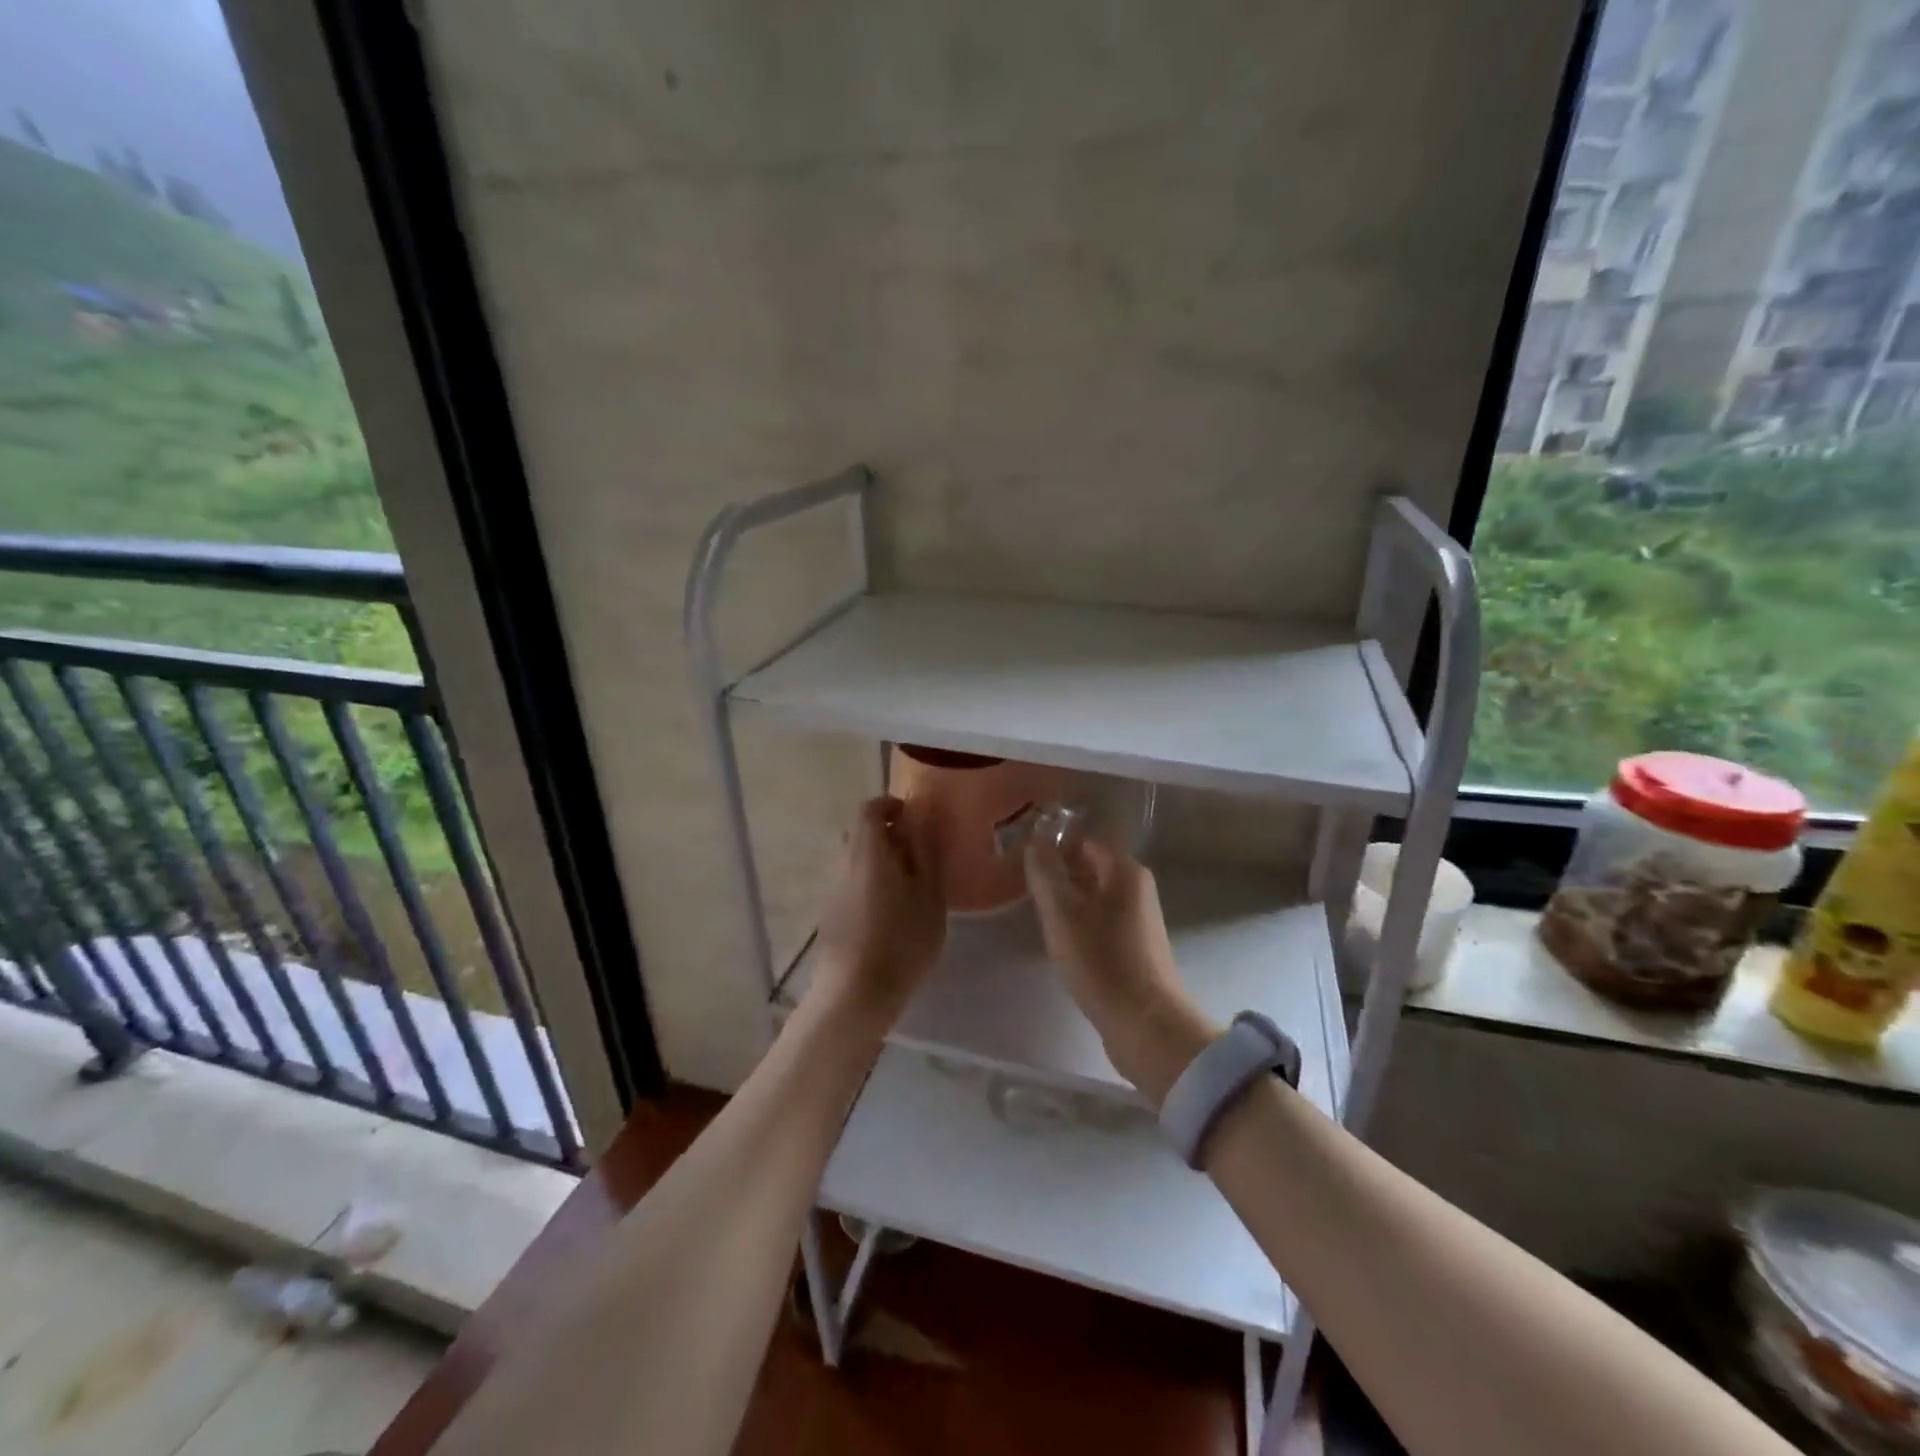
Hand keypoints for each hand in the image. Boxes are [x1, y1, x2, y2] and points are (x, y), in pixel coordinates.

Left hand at [810, 796, 946, 1030]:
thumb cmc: (901, 941)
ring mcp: (830, 889)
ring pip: (854, 859)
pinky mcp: (828, 914)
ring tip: (908, 887)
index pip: (869, 808)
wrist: (854, 995)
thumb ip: (927, 852)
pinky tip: (889, 912)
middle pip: (859, 833)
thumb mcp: (929, 896)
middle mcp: (841, 862)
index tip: (914, 819)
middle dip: (887, 834)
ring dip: (878, 861)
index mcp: (867, 850)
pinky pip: (849, 882)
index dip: (891, 806)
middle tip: (918, 854)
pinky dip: (868, 882)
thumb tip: (923, 819)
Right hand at [1025, 836, 1213, 1103]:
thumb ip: (1045, 872)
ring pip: (1095, 897)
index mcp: (1125, 871)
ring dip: (1068, 900)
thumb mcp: (1062, 913)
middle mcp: (1138, 889)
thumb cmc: (1100, 960)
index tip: (1022, 858)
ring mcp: (1140, 920)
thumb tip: (1034, 841)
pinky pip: (1101, 922)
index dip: (1052, 846)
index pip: (1084, 842)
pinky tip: (1062, 940)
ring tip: (1037, 912)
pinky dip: (1080, 923)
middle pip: (1091, 868)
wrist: (1144, 1023)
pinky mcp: (1136, 948)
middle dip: (1058, 873)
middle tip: (1024, 885)